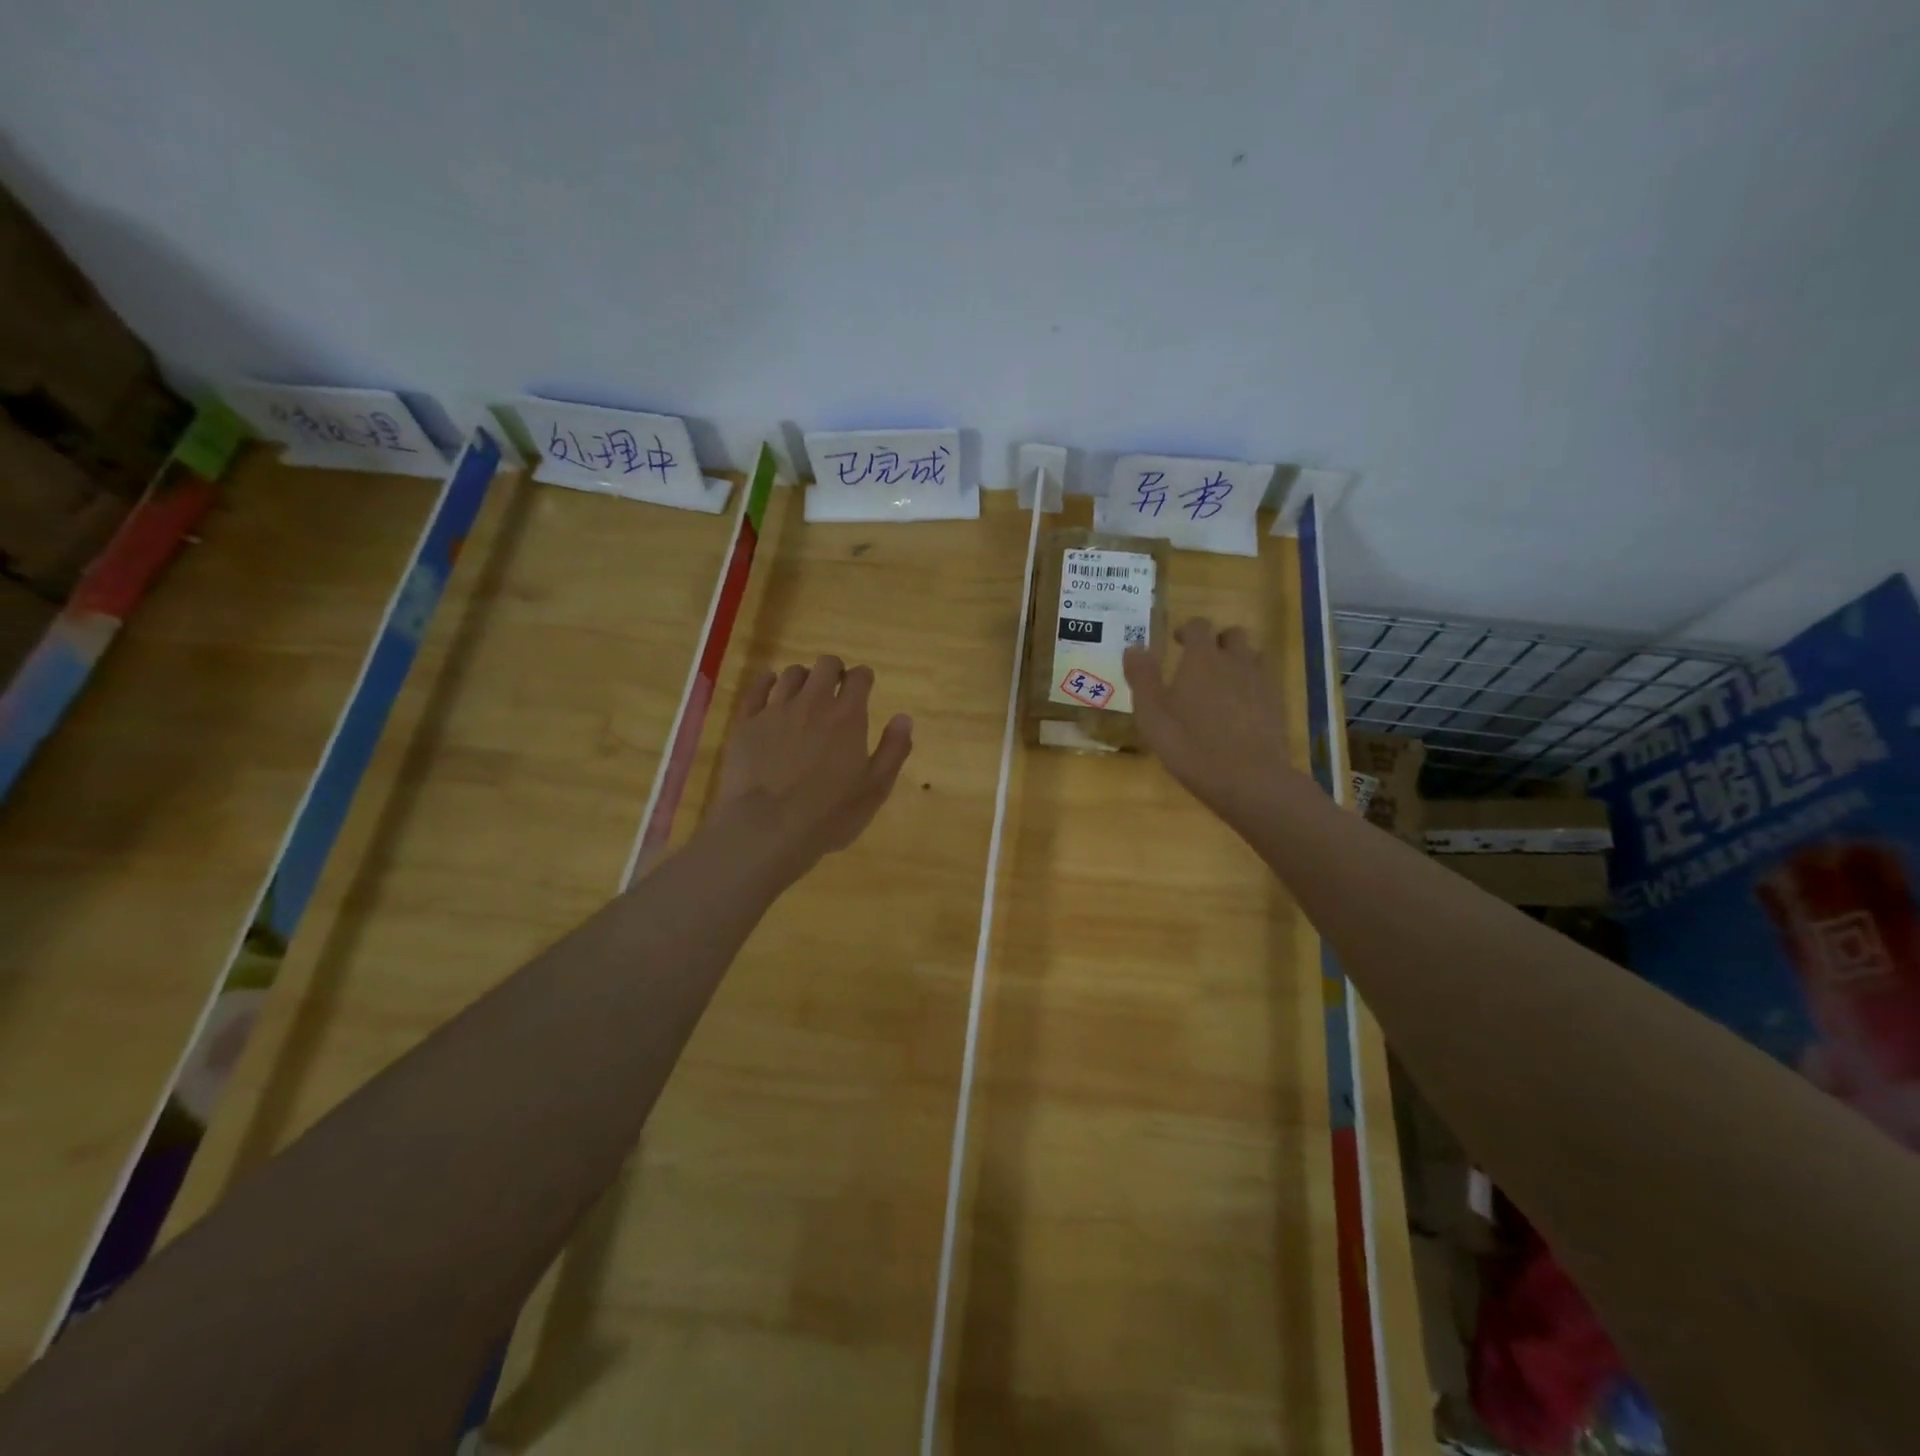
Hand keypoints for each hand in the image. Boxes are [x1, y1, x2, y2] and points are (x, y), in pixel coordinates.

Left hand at [711, 655, 913, 886]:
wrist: (766, 829)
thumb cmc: (829, 815)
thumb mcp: (875, 789)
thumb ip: (893, 750)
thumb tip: (903, 718)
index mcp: (847, 717)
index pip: (860, 678)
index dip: (864, 678)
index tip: (864, 686)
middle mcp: (812, 703)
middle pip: (825, 665)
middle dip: (834, 670)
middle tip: (835, 687)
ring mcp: (775, 710)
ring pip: (791, 674)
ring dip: (803, 678)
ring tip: (804, 694)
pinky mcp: (746, 723)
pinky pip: (757, 688)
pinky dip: (767, 682)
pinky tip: (770, 689)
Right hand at [1123, 619, 1295, 830]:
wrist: (1248, 778)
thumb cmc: (1190, 744)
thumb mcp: (1151, 714)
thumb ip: (1142, 677)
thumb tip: (1134, 648)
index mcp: (1202, 658)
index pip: (1199, 626)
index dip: (1187, 629)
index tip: (1177, 641)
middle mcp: (1235, 661)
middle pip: (1232, 635)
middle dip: (1217, 642)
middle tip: (1200, 662)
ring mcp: (1261, 683)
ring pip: (1252, 657)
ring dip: (1237, 661)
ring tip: (1221, 683)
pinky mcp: (1276, 706)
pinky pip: (1264, 682)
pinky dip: (1250, 686)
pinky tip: (1238, 709)